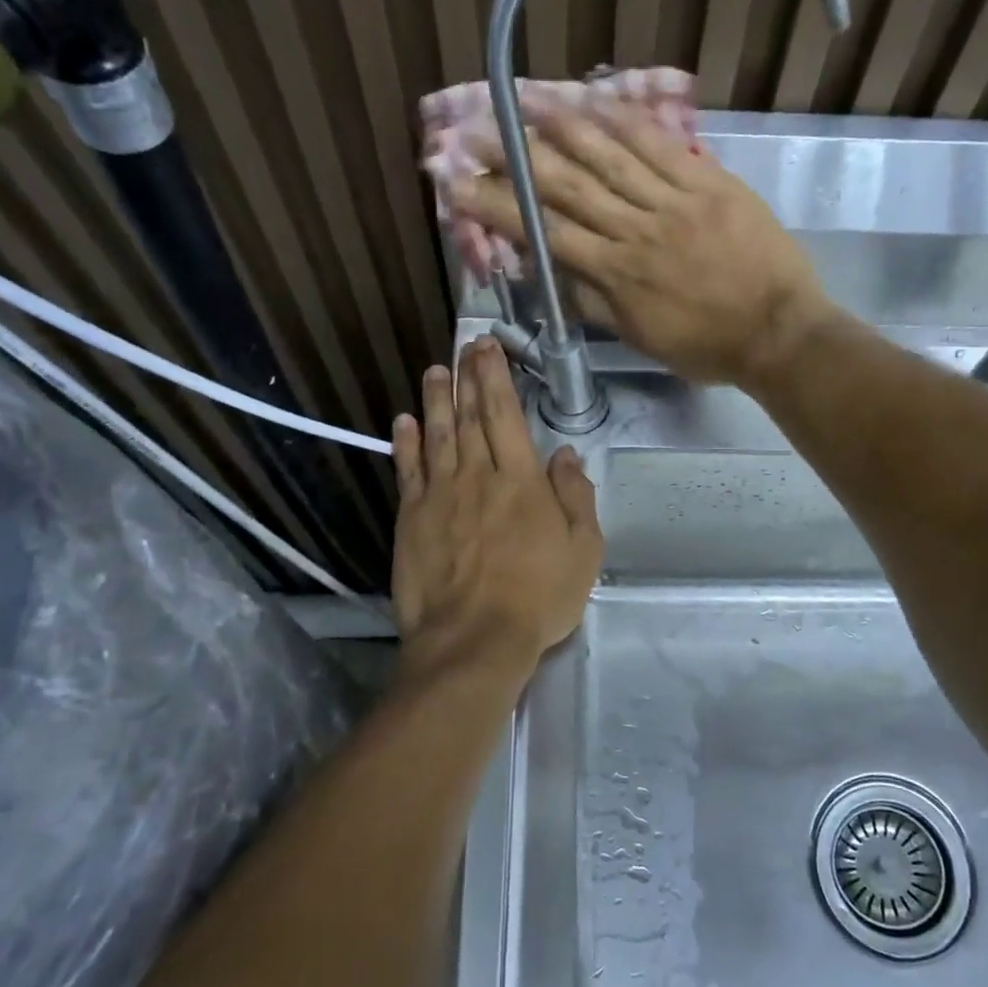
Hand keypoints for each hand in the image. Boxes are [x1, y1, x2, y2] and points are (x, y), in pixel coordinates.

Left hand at [391, 338, 601, 679]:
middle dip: (467, 378)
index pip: (505, 415)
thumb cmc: (538, 597)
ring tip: (434, 371)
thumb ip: (574, 496)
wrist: (473, 640)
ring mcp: (439, 496)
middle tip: (464, 346)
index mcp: (520, 480)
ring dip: (435, 400)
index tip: (488, 349)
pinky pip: (407, 471)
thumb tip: (564, 454)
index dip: (496, 378)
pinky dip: (406, 443)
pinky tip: (404, 422)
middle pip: (470, 417)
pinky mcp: (411, 519)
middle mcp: (476, 476)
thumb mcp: (583, 550)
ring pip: (437, 435)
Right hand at [451, 98, 838, 385]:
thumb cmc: (707, 346)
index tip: (460, 186)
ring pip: (608, 156)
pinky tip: (593, 99)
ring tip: (521, 99)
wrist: (779, 331)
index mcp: (616, 274)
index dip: (498, 207)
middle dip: (515, 158)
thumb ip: (592, 301)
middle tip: (474, 131)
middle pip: (566, 186)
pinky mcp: (707, 181)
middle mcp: (635, 229)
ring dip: (560, 125)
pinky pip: (659, 145)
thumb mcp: (640, 338)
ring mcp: (673, 200)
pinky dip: (624, 120)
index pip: (545, 232)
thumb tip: (547, 271)